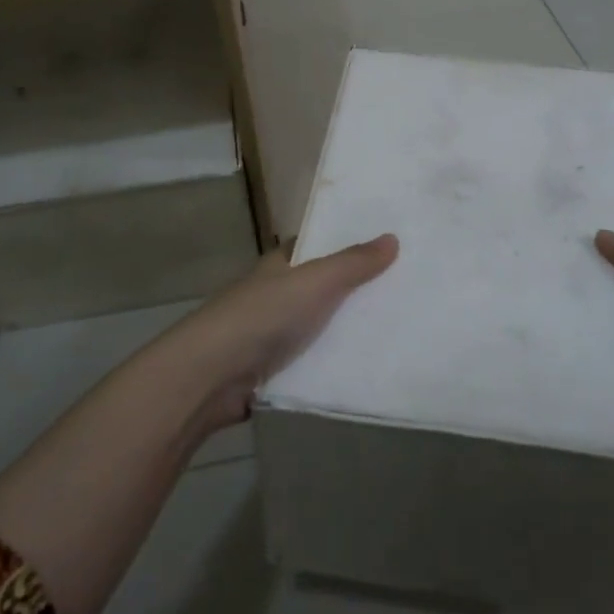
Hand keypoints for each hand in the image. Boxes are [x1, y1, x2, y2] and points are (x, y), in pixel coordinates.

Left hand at [163, 234, 399, 433]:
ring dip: (342, 332)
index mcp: (278, 266)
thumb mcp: (316, 281)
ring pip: (314, 328)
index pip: (311, 247)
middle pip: (317, 289)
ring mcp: (268, 335)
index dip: (341, 244)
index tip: (381, 248)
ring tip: (394, 333)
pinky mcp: (268, 373)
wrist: (212, 376)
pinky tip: (363, 371)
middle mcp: (272, 295)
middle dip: (350, 291)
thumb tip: (392, 237)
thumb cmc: (263, 316)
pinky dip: (329, 366)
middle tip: (401, 293)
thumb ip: (353, 263)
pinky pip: (308, 364)